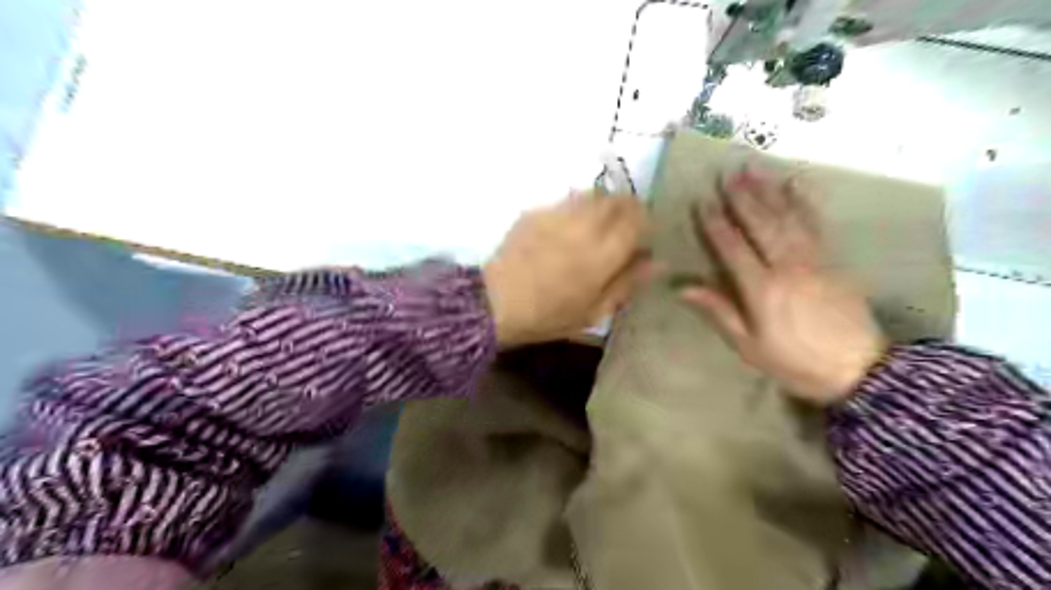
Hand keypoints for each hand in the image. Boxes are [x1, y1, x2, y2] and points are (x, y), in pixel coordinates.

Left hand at [484, 191, 649, 348]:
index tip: (644, 235)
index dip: (646, 222)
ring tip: (597, 225)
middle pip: (617, 200)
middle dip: (627, 208)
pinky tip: (567, 228)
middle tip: (624, 227)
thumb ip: (627, 283)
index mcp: (604, 252)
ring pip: (593, 195)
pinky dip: (577, 208)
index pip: (638, 219)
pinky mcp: (536, 212)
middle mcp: (585, 224)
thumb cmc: (548, 315)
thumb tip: (657, 263)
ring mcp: (558, 214)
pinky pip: (566, 201)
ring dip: (603, 205)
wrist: (495, 302)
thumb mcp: (594, 311)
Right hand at [681, 169, 884, 401]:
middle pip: (760, 224)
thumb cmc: (794, 361)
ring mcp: (814, 259)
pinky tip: (795, 184)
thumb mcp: (748, 345)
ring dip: (768, 191)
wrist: (859, 370)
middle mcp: (787, 266)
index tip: (701, 201)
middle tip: (726, 173)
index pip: (732, 248)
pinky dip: (803, 201)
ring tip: (753, 168)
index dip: (715, 224)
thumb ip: (718, 311)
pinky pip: (815, 223)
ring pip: (787, 217)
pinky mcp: (832, 259)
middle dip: (742, 196)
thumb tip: (682, 287)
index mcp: (762, 289)